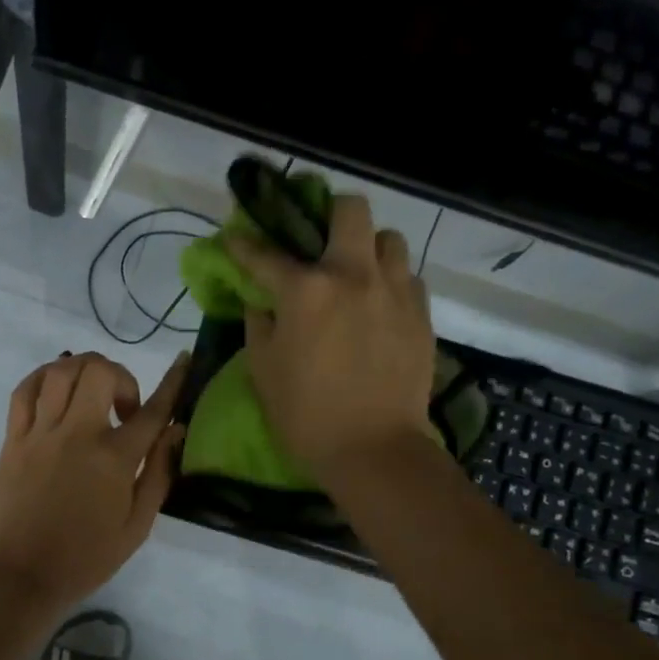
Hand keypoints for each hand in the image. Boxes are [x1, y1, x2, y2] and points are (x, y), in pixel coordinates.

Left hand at [0, 350, 189, 616]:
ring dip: (82, 370)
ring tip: (89, 393)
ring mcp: (40, 433)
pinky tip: (54, 390)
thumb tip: (175, 430)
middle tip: (122, 407)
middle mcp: (76, 434)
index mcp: (113, 459)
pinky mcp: (12, 439)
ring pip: (59, 371)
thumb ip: (158, 473)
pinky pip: (24, 391)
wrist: (20, 577)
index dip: (173, 381)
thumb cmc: (85, 558)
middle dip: (120, 376)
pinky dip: (42, 378)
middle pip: (98, 371)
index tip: (183, 360)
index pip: (152, 410)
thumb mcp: (136, 526)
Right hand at [226, 193, 437, 477]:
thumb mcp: (262, 368)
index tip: (237, 238)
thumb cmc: (304, 413)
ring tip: (356, 274)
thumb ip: (258, 321)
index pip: (265, 253)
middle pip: (350, 209)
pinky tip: (378, 306)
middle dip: (330, 212)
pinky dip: (390, 282)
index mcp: (305, 290)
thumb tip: (261, 299)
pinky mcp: (421, 314)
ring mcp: (394, 291)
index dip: (244, 243)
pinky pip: (408, 278)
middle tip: (318, 236)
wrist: (373, 450)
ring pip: (389, 239)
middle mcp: (353, 275)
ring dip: (368, 248)